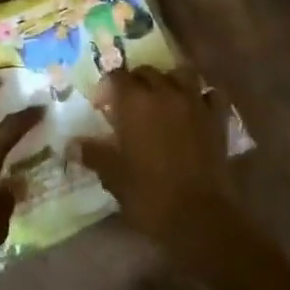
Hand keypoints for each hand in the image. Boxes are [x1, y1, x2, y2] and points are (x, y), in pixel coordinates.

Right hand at [76, 66, 241, 270]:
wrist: (200, 217)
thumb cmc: (149, 195)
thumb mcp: (113, 176)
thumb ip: (94, 154)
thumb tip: (72, 145)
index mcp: (134, 103)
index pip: (116, 76)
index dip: (107, 87)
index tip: (102, 106)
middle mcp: (165, 93)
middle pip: (147, 72)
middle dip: (135, 82)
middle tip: (128, 104)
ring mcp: (195, 103)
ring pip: (181, 74)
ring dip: (169, 81)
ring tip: (162, 98)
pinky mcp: (218, 119)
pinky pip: (210, 94)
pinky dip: (201, 96)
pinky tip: (195, 108)